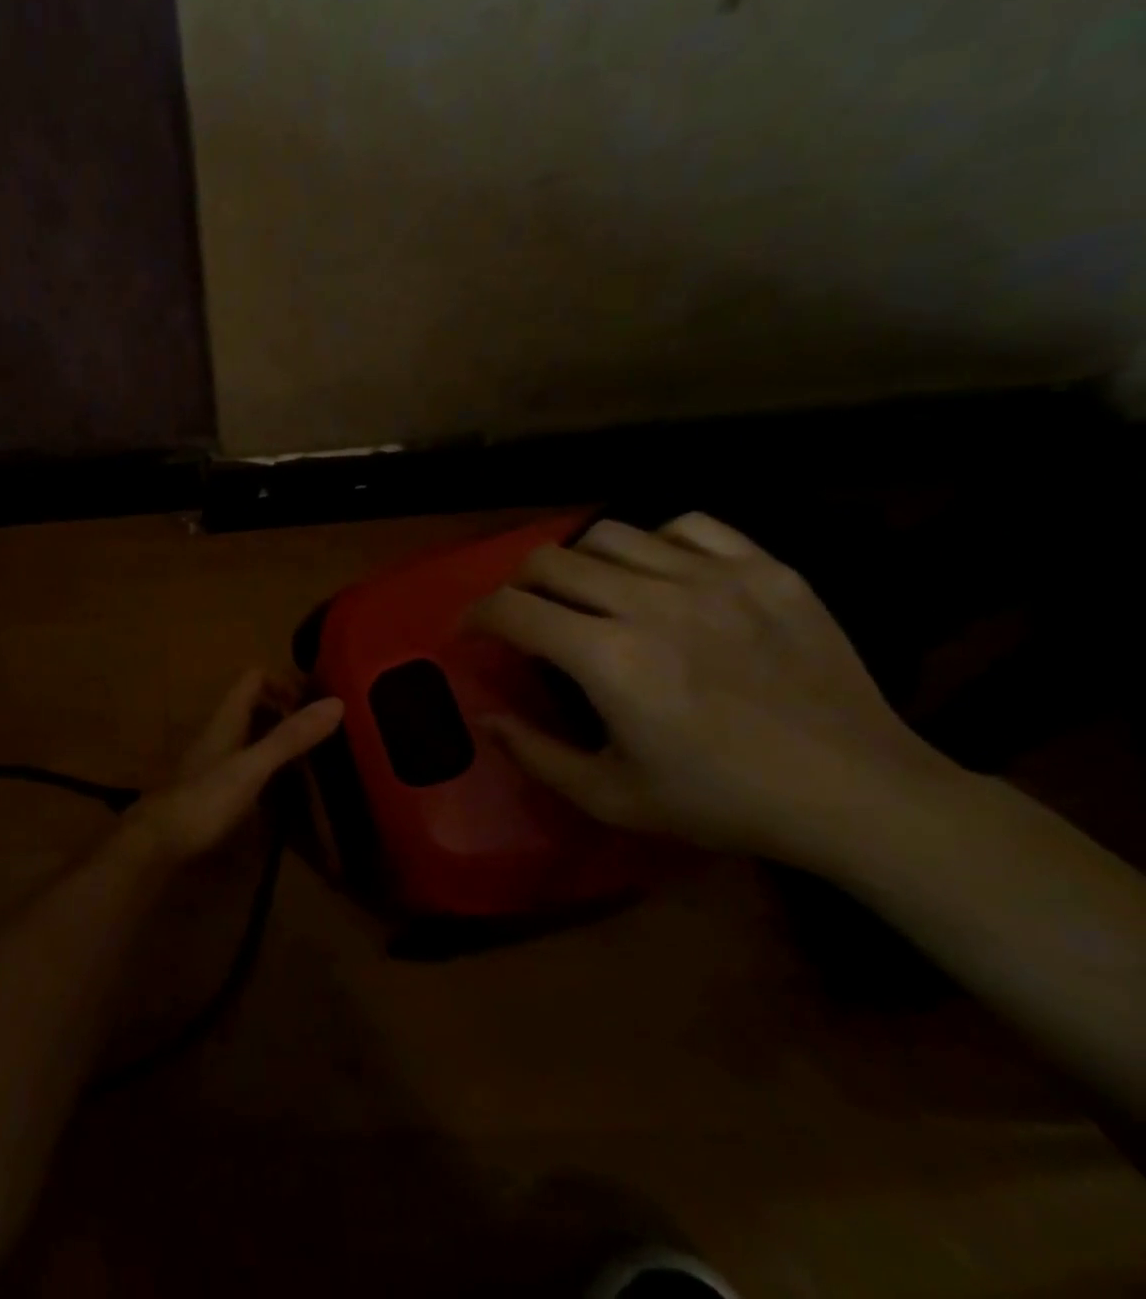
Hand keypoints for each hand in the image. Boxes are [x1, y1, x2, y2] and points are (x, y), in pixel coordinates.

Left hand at [123, 671, 343, 865]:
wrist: (159, 842)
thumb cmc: (205, 799)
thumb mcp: (253, 767)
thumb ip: (290, 737)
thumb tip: (336, 703)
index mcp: (228, 719)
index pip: (255, 678)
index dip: (285, 682)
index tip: (314, 707)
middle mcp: (222, 733)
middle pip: (256, 706)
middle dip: (289, 713)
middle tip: (324, 736)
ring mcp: (217, 761)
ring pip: (253, 736)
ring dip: (281, 741)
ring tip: (316, 762)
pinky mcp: (216, 788)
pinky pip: (249, 766)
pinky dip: (271, 770)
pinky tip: (289, 793)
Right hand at [468, 513, 960, 868]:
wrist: (858, 794)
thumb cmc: (723, 802)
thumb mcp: (612, 798)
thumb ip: (535, 754)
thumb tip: (486, 717)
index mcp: (608, 658)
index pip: (511, 609)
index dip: (475, 616)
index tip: (470, 632)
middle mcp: (650, 602)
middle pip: (549, 561)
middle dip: (516, 586)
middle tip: (523, 615)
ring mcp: (712, 578)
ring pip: (609, 534)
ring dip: (578, 563)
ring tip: (588, 594)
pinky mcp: (765, 570)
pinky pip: (687, 526)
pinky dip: (655, 543)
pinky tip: (659, 575)